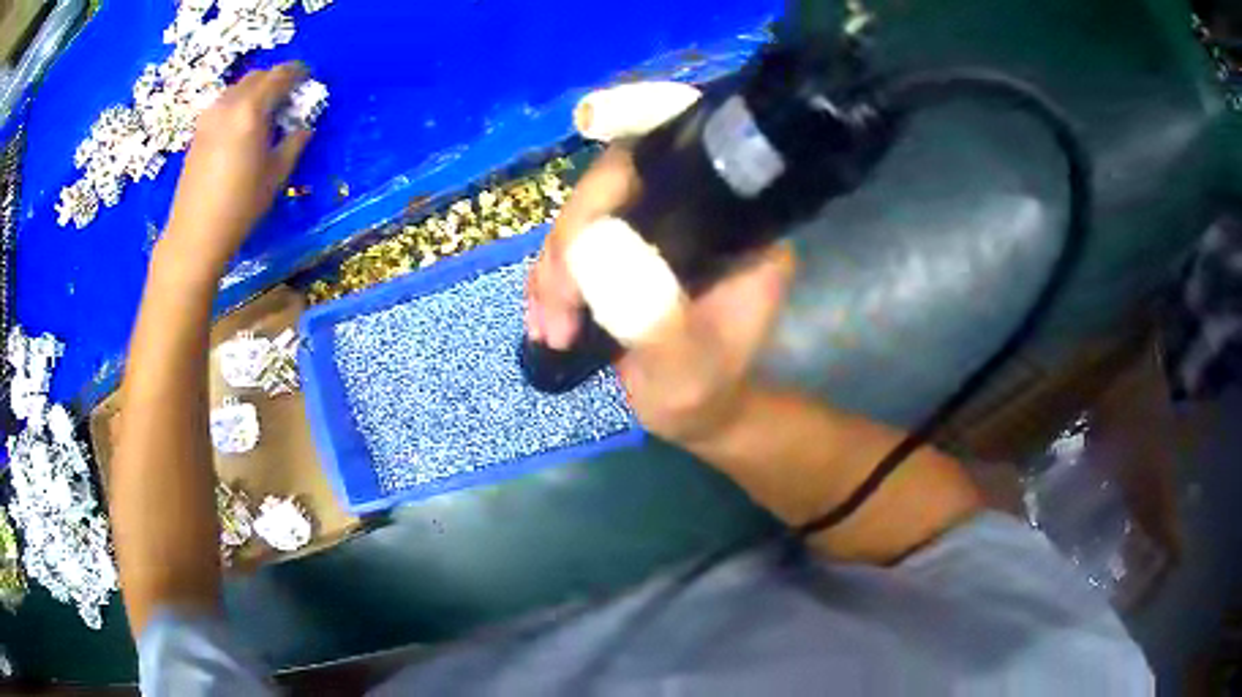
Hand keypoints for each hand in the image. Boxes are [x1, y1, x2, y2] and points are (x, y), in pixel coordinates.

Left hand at [162, 62, 312, 274]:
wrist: (195, 233)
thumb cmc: (240, 205)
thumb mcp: (276, 174)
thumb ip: (294, 142)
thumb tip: (304, 126)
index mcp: (251, 109)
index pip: (280, 75)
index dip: (298, 72)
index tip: (309, 78)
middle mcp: (229, 104)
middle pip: (258, 76)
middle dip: (277, 79)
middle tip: (290, 95)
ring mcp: (210, 115)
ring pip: (239, 87)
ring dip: (257, 90)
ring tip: (266, 110)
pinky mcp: (199, 130)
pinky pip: (225, 102)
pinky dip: (240, 103)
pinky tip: (244, 124)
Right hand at [526, 146, 794, 443]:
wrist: (696, 413)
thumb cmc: (704, 393)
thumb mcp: (683, 370)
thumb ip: (651, 318)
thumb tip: (593, 250)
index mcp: (735, 223)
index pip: (690, 148)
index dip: (642, 115)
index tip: (592, 119)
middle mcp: (697, 209)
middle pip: (617, 181)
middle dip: (572, 240)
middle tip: (555, 307)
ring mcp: (656, 225)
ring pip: (585, 213)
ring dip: (553, 269)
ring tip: (550, 328)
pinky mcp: (625, 245)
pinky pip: (573, 243)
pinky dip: (549, 280)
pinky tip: (546, 321)